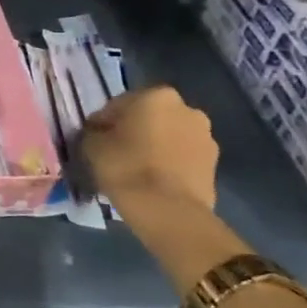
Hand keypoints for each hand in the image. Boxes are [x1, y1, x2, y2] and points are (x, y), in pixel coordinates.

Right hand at [82, 85, 218, 211]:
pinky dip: (170, 163)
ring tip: (138, 169)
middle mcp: (186, 108)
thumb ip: (94, 133)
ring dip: (155, 146)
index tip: (95, 140)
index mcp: (155, 96)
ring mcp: (205, 136)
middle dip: (135, 130)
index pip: (119, 104)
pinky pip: (183, 156)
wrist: (169, 211)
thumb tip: (99, 133)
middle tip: (117, 152)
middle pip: (150, 117)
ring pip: (170, 136)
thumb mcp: (92, 146)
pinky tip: (155, 181)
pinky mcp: (215, 163)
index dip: (104, 122)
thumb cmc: (126, 168)